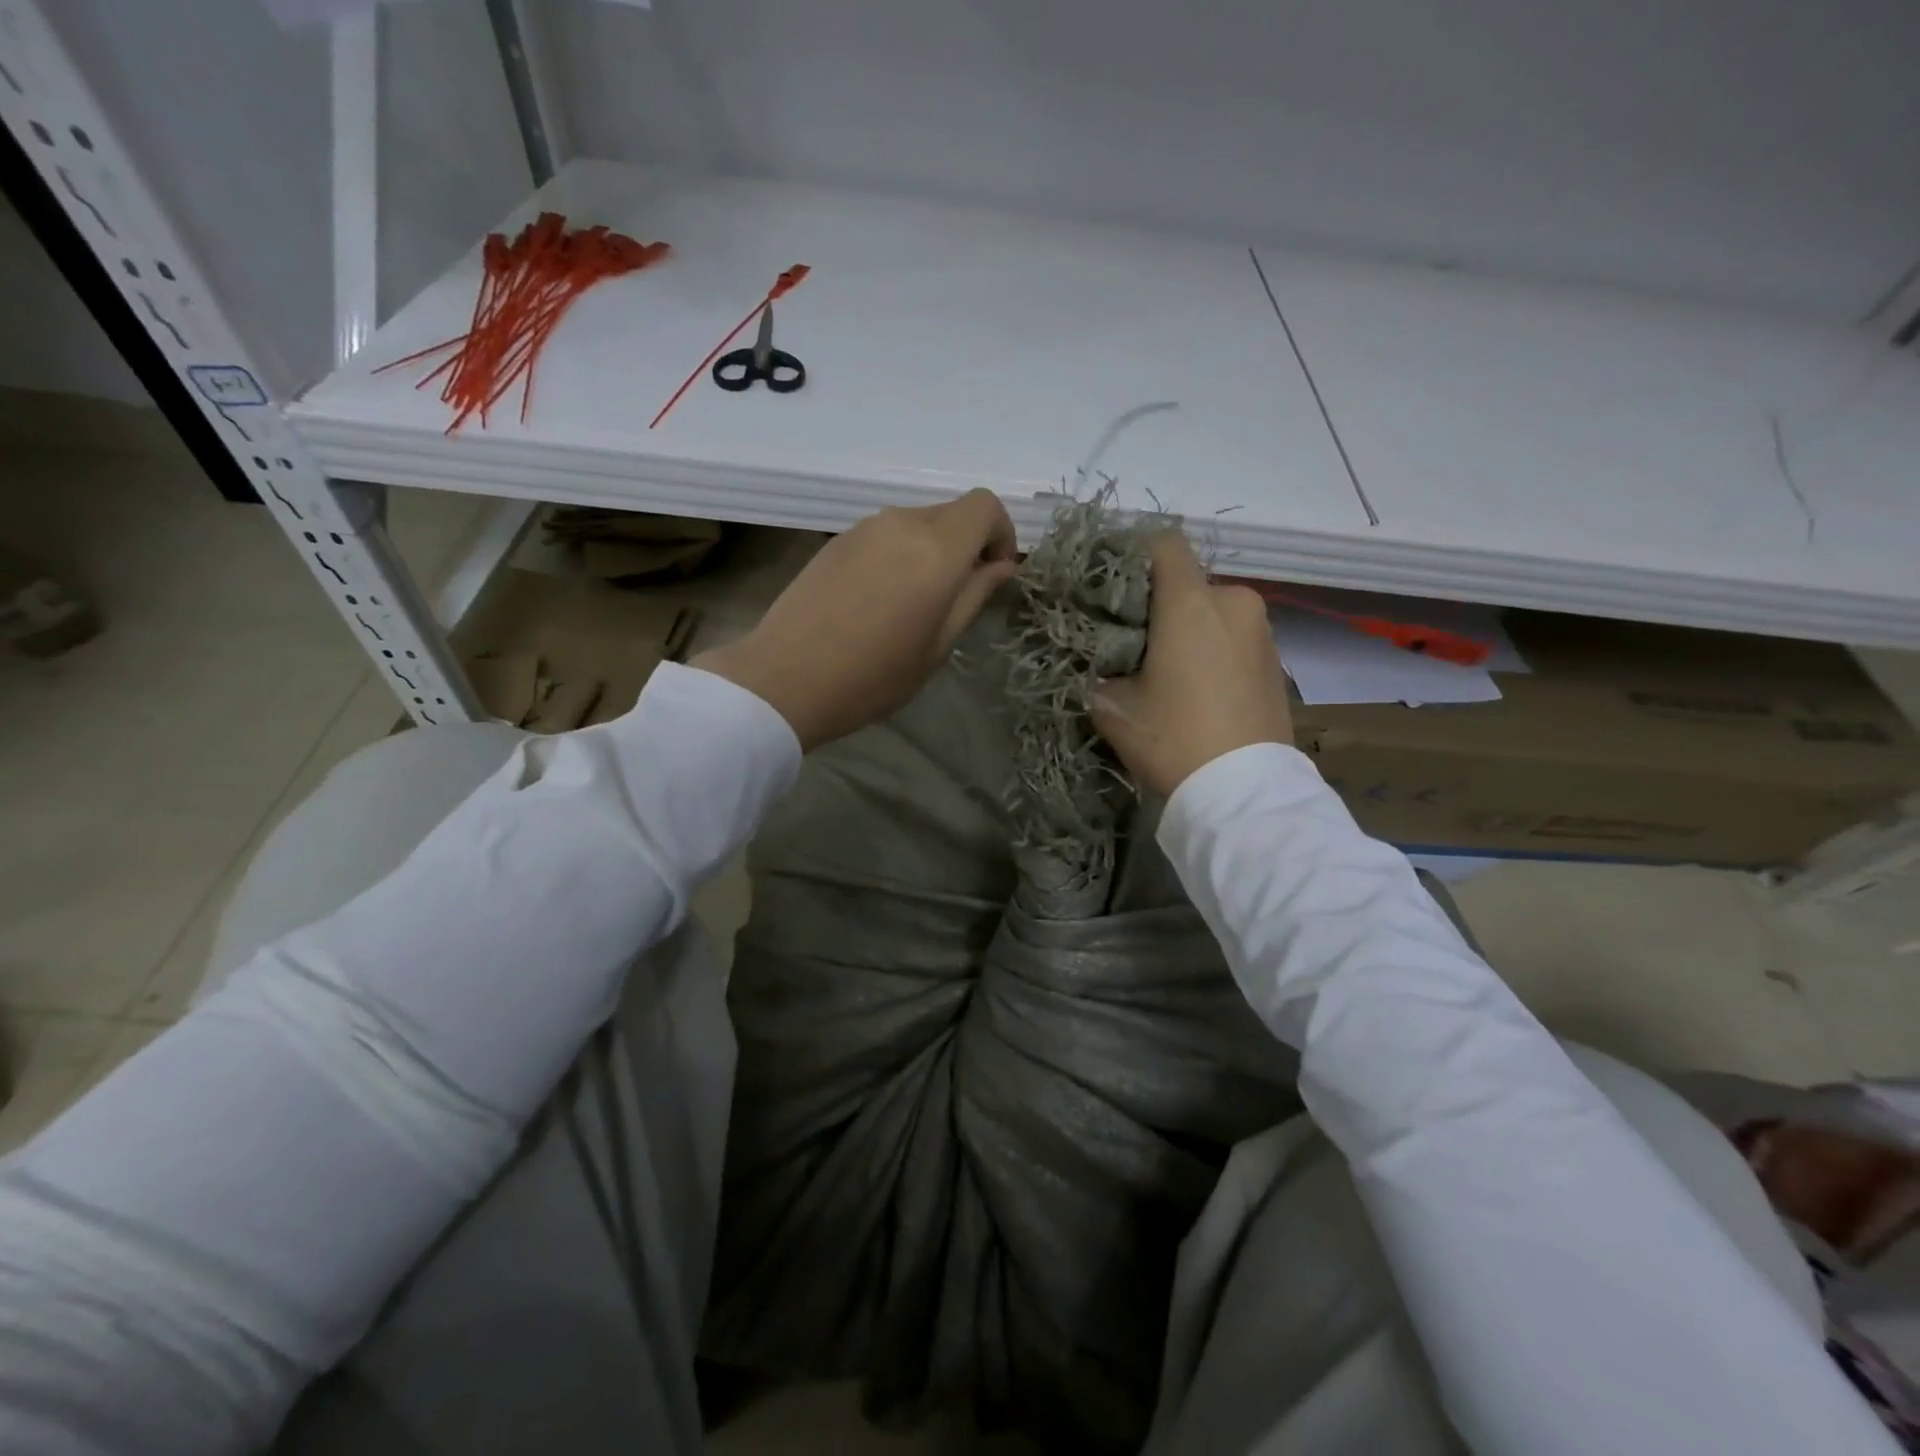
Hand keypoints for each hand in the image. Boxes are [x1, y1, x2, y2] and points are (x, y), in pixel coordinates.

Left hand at [693, 490, 1017, 750]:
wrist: (784, 680)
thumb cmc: (873, 676)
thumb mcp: (938, 646)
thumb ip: (974, 596)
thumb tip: (1002, 566)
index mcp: (936, 549)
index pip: (985, 506)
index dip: (1002, 534)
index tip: (995, 574)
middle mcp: (901, 523)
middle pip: (952, 512)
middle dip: (968, 544)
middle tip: (958, 596)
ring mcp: (863, 528)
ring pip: (917, 522)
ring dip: (932, 550)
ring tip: (915, 603)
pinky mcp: (836, 541)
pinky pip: (884, 534)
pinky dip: (899, 554)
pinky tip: (879, 600)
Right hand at [1090, 532, 1292, 795]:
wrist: (1244, 794)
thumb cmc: (1172, 738)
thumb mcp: (1112, 706)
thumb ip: (1097, 668)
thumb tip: (1097, 659)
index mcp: (1191, 603)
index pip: (1164, 543)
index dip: (1133, 554)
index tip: (1111, 586)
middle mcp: (1234, 603)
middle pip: (1188, 582)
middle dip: (1159, 602)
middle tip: (1133, 639)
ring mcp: (1262, 631)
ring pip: (1213, 610)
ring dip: (1189, 627)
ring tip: (1167, 668)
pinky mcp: (1277, 661)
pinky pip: (1235, 637)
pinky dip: (1214, 648)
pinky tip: (1199, 687)